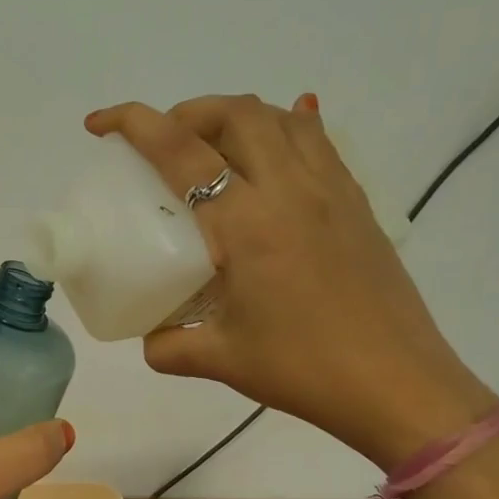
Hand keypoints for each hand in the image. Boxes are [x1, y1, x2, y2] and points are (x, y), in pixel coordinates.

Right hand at [86, 95, 497, 468]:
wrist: (399, 386)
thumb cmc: (304, 369)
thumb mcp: (221, 360)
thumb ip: (170, 345)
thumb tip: (150, 338)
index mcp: (247, 223)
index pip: (181, 150)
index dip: (133, 123)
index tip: (98, 124)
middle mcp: (290, 190)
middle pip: (235, 113)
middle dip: (187, 112)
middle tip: (162, 141)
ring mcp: (331, 191)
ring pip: (281, 118)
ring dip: (235, 116)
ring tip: (210, 145)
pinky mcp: (357, 203)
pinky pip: (319, 141)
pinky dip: (285, 128)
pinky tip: (270, 152)